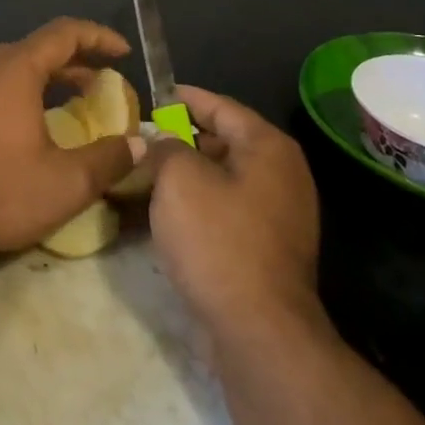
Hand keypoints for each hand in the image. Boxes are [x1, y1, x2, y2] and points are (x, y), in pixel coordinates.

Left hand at [0, 18, 137, 257]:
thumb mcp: (67, 183)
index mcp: (14, 69)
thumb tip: (138, 145)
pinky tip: (30, 123)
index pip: (64, 33)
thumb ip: (108, 159)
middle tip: (103, 84)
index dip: (99, 37)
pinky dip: (21, 91)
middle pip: (37, 47)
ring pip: (13, 66)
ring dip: (48, 77)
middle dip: (76, 61)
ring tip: (73, 101)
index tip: (124, 53)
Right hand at [147, 85, 322, 332]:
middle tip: (142, 138)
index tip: (152, 95)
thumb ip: (165, 146)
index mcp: (268, 147)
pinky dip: (199, 204)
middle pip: (225, 141)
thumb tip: (161, 142)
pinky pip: (228, 210)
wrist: (258, 330)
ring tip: (146, 174)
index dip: (183, 98)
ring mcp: (279, 214)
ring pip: (224, 178)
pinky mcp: (268, 248)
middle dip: (181, 138)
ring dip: (187, 174)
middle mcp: (282, 174)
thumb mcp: (178, 178)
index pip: (221, 106)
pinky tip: (166, 213)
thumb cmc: (218, 239)